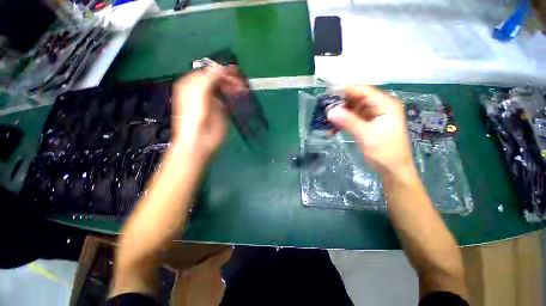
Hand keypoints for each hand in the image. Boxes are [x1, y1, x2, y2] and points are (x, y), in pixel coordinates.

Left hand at [171, 65, 245, 155]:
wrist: (199, 141)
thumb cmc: (195, 118)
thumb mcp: (199, 95)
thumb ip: (208, 79)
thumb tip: (220, 67)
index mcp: (192, 84)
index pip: (208, 72)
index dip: (221, 71)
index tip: (235, 73)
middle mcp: (201, 90)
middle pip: (217, 79)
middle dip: (229, 79)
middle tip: (241, 83)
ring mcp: (211, 100)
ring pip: (223, 88)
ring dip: (233, 86)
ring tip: (243, 89)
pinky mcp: (219, 109)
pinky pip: (226, 97)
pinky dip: (233, 95)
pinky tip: (239, 95)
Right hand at [327, 85, 414, 177]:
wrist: (393, 170)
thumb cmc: (384, 152)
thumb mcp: (366, 135)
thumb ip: (348, 121)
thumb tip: (330, 111)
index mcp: (385, 104)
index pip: (363, 90)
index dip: (345, 90)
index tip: (328, 94)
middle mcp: (380, 106)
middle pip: (357, 99)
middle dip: (341, 104)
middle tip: (325, 110)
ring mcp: (374, 115)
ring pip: (353, 109)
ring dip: (341, 114)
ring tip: (327, 120)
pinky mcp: (369, 124)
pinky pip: (353, 118)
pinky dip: (344, 122)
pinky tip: (334, 129)